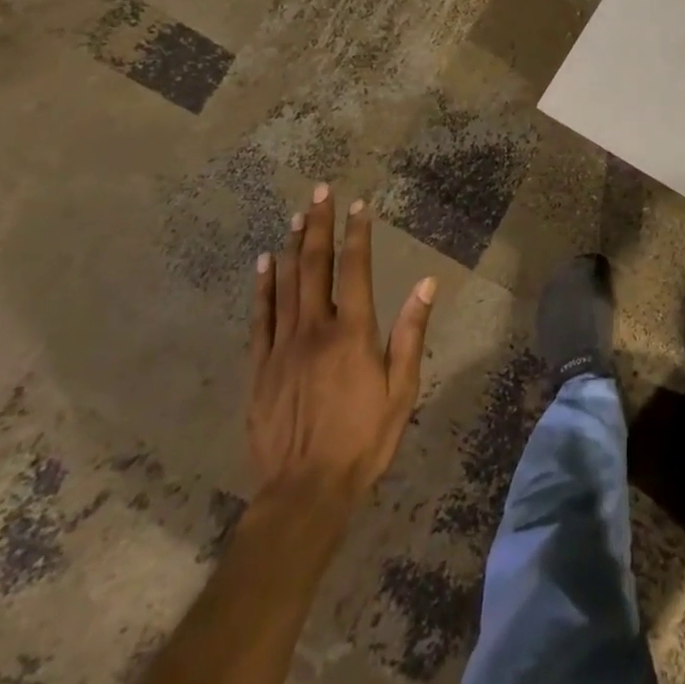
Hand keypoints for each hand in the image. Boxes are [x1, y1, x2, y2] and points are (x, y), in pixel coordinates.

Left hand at [248, 185, 436, 518]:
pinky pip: (260, 317)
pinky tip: (263, 263)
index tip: (358, 205)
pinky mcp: (259, 368)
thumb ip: (411, 332)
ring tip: (296, 215)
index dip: (357, 234)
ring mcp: (281, 347)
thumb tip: (426, 282)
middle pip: (314, 266)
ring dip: (292, 246)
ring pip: (285, 284)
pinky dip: (262, 286)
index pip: (354, 269)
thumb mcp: (402, 389)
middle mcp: (314, 329)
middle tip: (319, 191)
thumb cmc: (364, 439)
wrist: (305, 492)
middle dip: (318, 226)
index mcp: (352, 332)